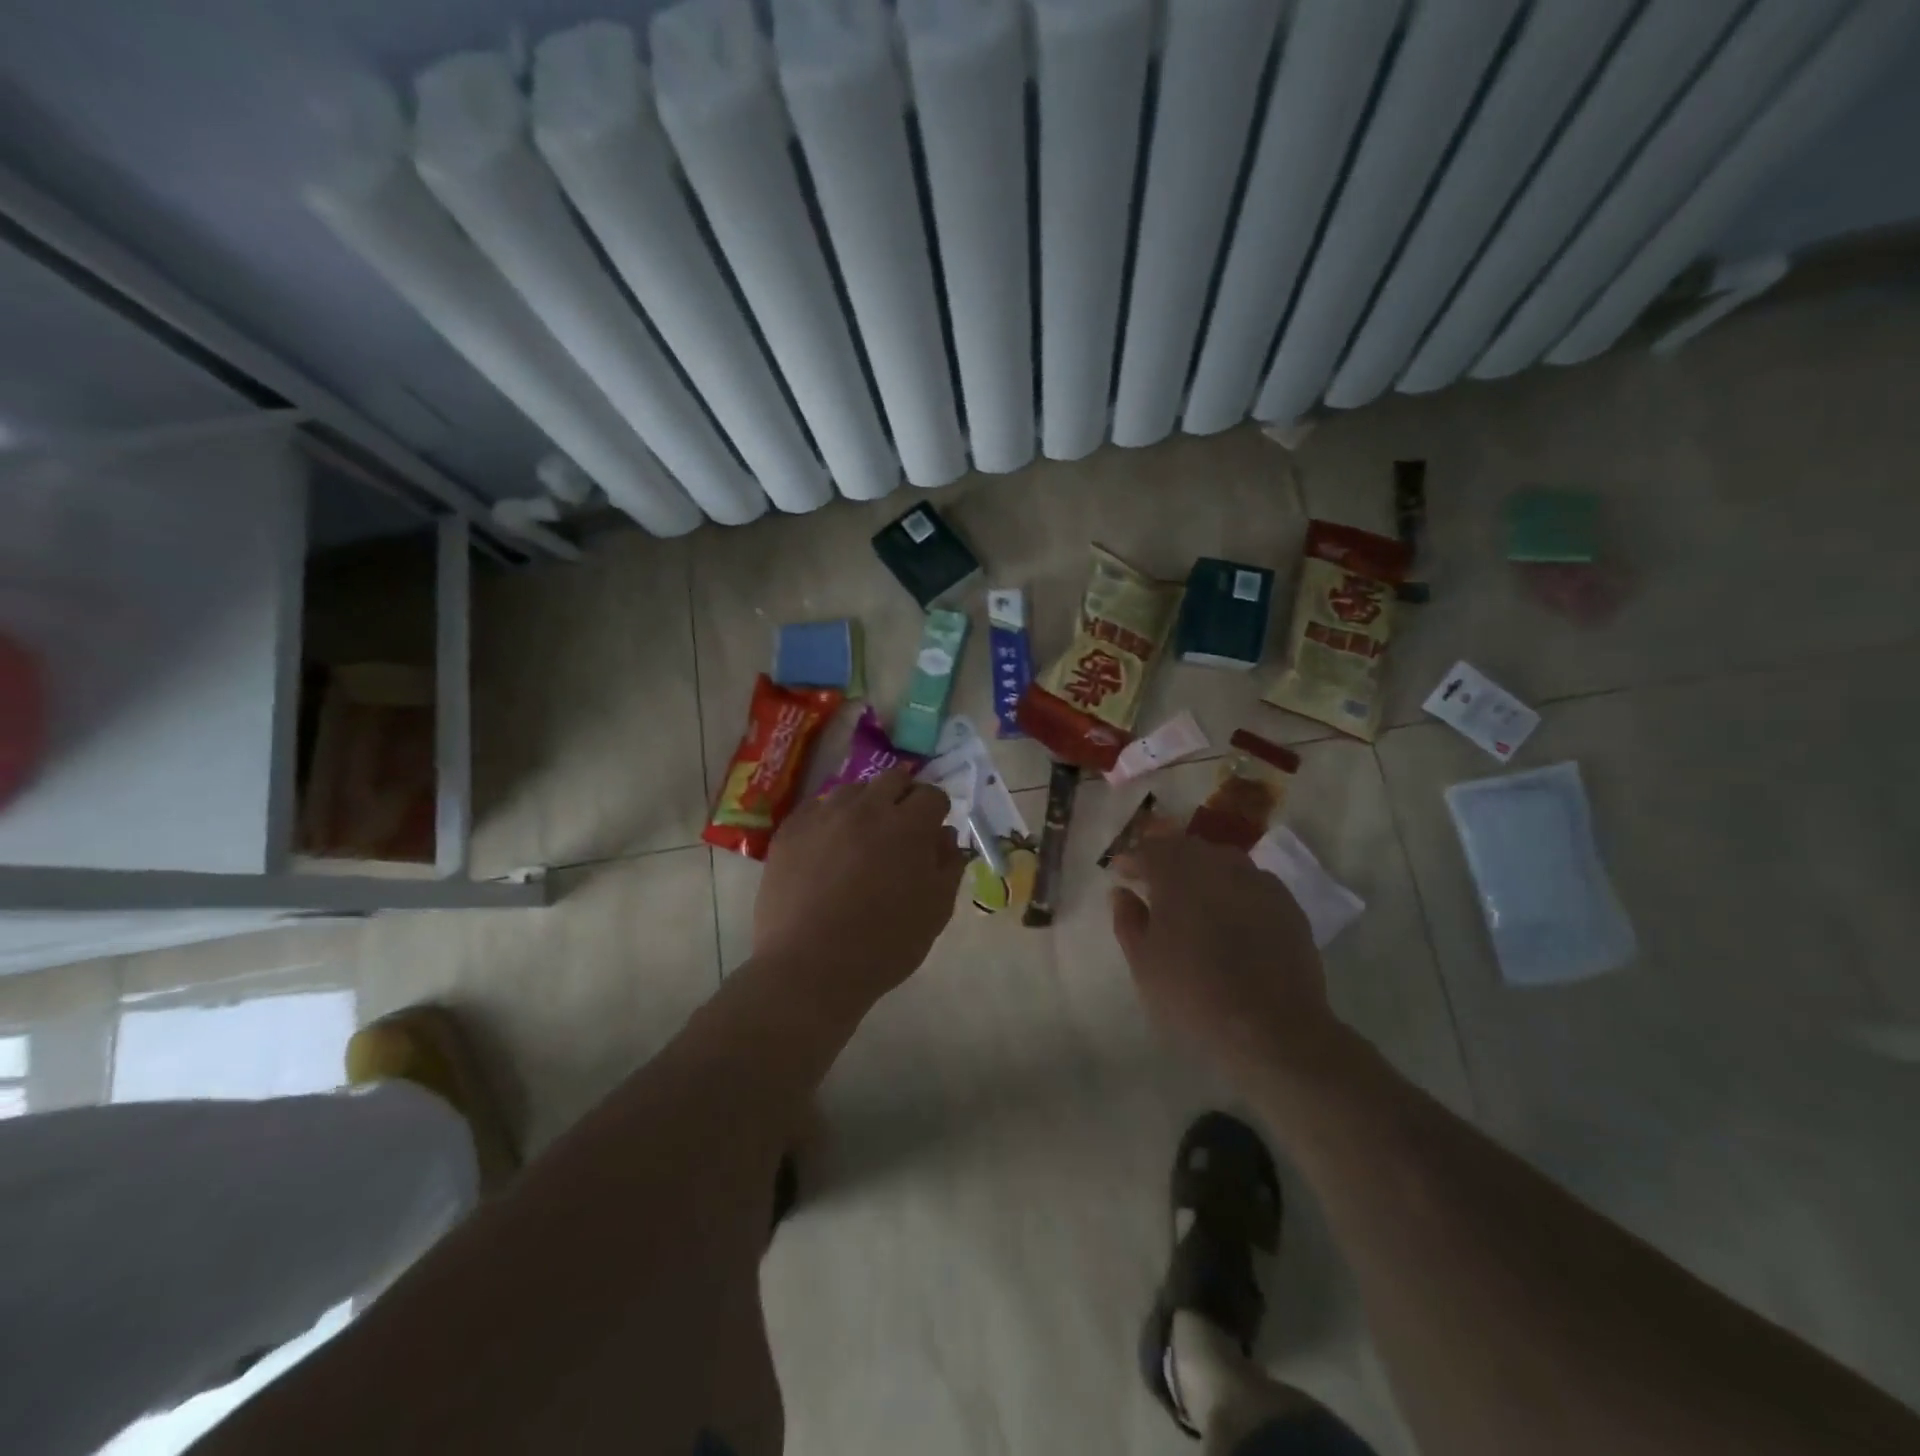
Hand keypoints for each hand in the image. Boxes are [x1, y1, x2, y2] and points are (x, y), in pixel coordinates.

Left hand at [752, 764, 966, 1017]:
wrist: (809, 967)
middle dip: (904, 797)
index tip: (932, 834)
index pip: (932, 795)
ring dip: (866, 805)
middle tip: (901, 830)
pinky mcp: (790, 830)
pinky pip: (817, 808)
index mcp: (908, 826)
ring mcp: (824, 815)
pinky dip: (830, 819)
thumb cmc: (883, 945)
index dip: (936, 812)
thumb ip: (948, 866)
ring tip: (862, 838)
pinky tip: (828, 848)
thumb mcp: (935, 911)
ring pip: (853, 790)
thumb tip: (945, 836)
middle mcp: (867, 808)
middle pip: (893, 779)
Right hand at [1111, 830, 1340, 1084]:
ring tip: (1192, 898)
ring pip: (1222, 861)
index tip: (1121, 872)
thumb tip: (1122, 893)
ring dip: (1201, 871)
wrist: (1272, 1029)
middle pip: (1186, 848)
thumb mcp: (1144, 963)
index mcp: (1177, 873)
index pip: (1149, 849)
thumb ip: (1128, 921)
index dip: (1132, 858)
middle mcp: (1218, 865)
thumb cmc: (1193, 995)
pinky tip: (1230, 915)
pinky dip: (1233, 890)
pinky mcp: (1287, 904)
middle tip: (1153, 882)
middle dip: (1166, 859)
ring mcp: (1258, 881)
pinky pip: (1251, 883)